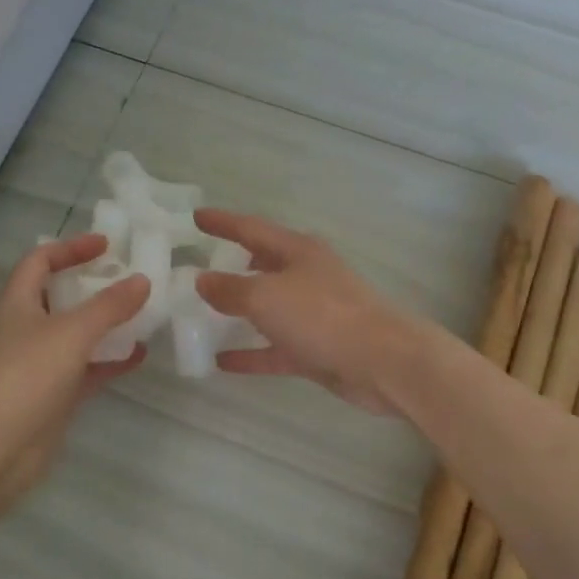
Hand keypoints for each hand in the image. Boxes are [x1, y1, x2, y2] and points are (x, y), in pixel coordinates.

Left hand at [0, 235, 149, 519]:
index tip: (108, 246)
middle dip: (95, 285)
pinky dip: (111, 360)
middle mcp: (27, 328)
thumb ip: (109, 306)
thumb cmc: (25, 377)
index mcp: (18, 303)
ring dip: (107, 323)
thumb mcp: (71, 332)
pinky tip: (140, 355)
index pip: (40, 261)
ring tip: (144, 313)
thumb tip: (142, 280)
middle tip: (133, 279)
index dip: (71, 248)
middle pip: (62, 296)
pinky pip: (88, 368)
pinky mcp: (55, 395)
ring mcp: (40, 364)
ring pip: (78, 333)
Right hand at [193, 210, 416, 414]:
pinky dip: (250, 353)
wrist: (382, 361)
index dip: (223, 222)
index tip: (196, 216)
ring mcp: (315, 314)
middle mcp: (307, 276)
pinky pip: (275, 348)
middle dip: (234, 264)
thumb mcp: (266, 297)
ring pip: (270, 308)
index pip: (252, 229)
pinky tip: (221, 362)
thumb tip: (202, 279)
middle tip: (200, 266)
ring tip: (204, 313)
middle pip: (264, 265)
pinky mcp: (318, 348)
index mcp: (298, 251)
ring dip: (240, 311)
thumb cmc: (322, 316)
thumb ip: (230, 289)